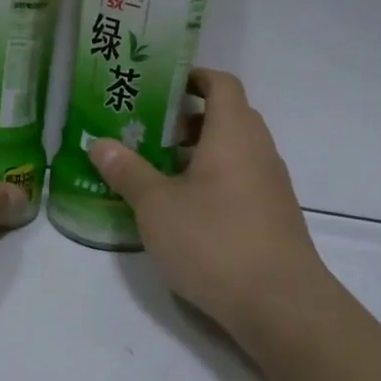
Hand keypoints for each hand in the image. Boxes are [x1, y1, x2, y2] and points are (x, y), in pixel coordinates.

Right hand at [90, 69, 328, 337]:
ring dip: (200, 151)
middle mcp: (258, 150)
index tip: (161, 84)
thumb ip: (127, 171)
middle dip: (188, 118)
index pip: (221, 83)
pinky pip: (241, 179)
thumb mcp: (156, 206)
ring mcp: (271, 185)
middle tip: (149, 130)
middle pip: (228, 116)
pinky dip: (214, 179)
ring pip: (234, 151)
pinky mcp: (274, 216)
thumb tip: (100, 144)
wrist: (280, 304)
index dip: (194, 76)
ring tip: (159, 170)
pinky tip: (185, 208)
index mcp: (233, 133)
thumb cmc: (214, 240)